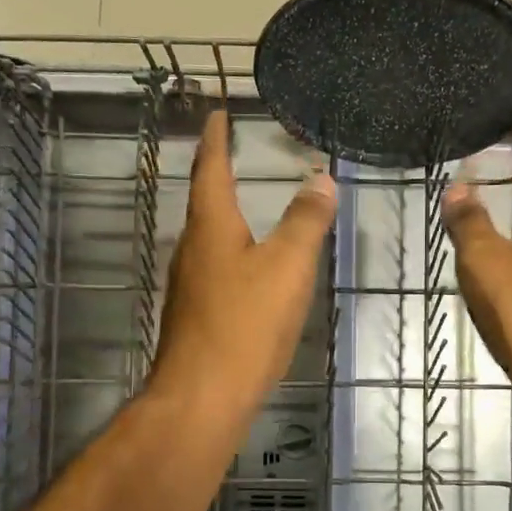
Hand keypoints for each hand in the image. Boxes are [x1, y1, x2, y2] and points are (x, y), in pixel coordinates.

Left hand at [148, 110, 337, 414]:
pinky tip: (250, 270)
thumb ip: (305, 221)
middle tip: (235, 154)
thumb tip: (321, 179)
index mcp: (211, 227)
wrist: (203, 397)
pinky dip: (234, 254)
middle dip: (219, 175)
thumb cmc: (245, 323)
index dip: (216, 139)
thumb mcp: (287, 266)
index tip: (218, 114)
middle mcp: (192, 249)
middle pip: (205, 203)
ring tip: (248, 205)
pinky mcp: (195, 316)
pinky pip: (216, 270)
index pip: (211, 169)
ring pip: (210, 239)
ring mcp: (189, 285)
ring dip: (226, 216)